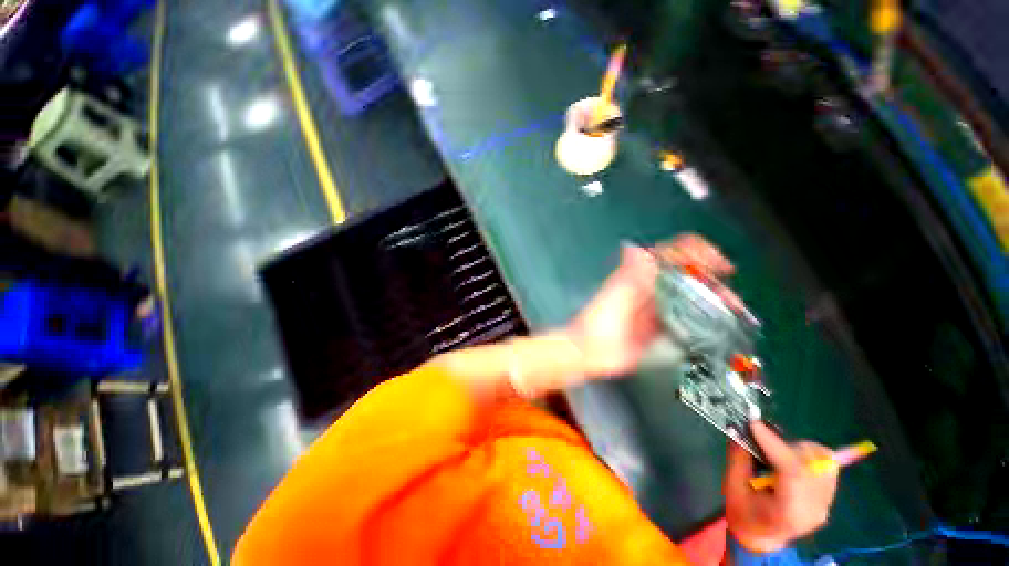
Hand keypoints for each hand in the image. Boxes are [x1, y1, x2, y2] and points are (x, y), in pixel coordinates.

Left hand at [567, 234, 733, 377]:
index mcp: (640, 276)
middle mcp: (651, 288)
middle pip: (687, 275)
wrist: (589, 352)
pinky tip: (718, 326)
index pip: (671, 255)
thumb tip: (634, 247)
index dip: (696, 252)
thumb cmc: (599, 322)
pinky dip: (704, 319)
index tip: (718, 263)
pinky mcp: (660, 328)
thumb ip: (628, 275)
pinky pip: (686, 319)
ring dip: (712, 298)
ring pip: (691, 296)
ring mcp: (657, 309)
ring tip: (731, 308)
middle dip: (711, 279)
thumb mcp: (614, 296)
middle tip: (729, 294)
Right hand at [724, 422, 838, 552]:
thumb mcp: (732, 486)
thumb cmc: (743, 513)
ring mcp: (825, 504)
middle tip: (764, 443)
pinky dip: (808, 456)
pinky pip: (826, 466)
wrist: (760, 538)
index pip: (792, 472)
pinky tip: (791, 461)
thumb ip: (738, 457)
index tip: (754, 424)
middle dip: (786, 446)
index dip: (774, 443)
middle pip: (813, 463)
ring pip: (824, 461)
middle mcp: (814, 507)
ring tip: (778, 454)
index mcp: (788, 511)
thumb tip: (739, 429)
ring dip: (799, 450)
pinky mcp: (827, 498)